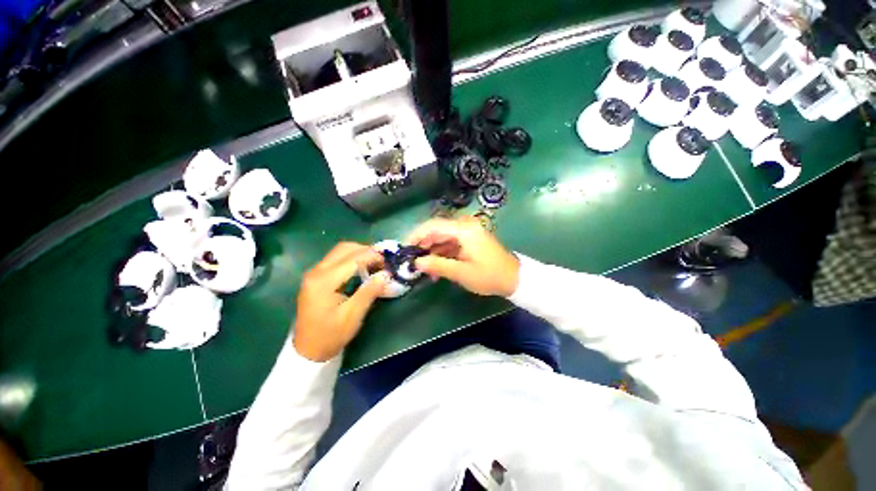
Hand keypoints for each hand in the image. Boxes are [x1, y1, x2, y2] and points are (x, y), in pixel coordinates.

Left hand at [293, 242, 389, 361]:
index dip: (373, 256)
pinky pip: (336, 259)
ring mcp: (314, 273)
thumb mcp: (353, 315)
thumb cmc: (331, 334)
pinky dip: (352, 259)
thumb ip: (369, 292)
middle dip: (366, 250)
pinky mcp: (316, 277)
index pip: (352, 259)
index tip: (389, 260)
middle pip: (344, 249)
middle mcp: (316, 271)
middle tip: (383, 259)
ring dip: (359, 252)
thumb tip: (385, 274)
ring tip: (375, 262)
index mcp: (324, 281)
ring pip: (340, 252)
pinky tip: (362, 267)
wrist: (308, 349)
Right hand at [406, 216, 519, 296]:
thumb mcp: (461, 273)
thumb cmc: (489, 276)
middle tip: (411, 260)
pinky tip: (435, 267)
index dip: (416, 235)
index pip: (433, 226)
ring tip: (422, 268)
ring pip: (442, 238)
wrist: (514, 278)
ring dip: (431, 251)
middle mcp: (464, 226)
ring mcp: (467, 233)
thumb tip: (416, 263)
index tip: (405, 248)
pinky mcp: (469, 240)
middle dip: (422, 245)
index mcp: (464, 229)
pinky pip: (450, 243)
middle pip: (436, 230)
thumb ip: (437, 265)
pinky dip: (441, 253)